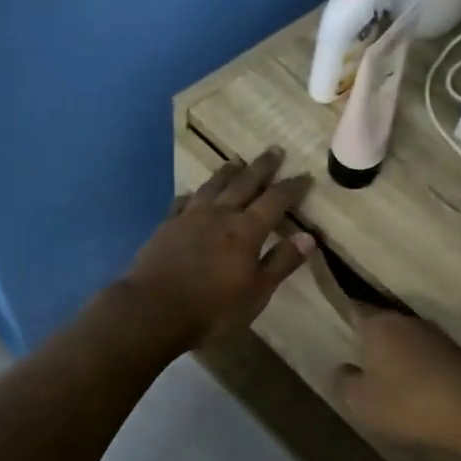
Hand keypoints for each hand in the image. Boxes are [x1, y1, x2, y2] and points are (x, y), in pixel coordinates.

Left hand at [120, 148, 314, 350]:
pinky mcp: (166, 226)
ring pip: (213, 186)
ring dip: (228, 172)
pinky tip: (193, 193)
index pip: (275, 201)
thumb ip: (281, 263)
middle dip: (262, 167)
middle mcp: (219, 215)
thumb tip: (309, 237)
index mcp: (245, 230)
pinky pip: (183, 201)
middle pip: (244, 183)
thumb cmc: (211, 309)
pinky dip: (194, 194)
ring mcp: (189, 217)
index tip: (305, 175)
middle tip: (275, 149)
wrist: (151, 311)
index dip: (292, 187)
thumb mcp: (256, 293)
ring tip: (237, 161)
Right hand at [333, 309, 460, 460]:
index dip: (344, 320)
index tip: (337, 334)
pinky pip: (427, 357)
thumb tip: (344, 368)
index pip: (353, 310)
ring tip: (389, 386)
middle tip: (360, 369)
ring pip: (406, 341)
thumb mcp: (361, 402)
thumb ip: (344, 381)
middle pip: (381, 326)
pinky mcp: (458, 353)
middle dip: (371, 345)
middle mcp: (406, 320)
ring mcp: (436, 335)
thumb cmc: (407, 404)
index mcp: (378, 324)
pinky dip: (420, 370)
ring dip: (398, 358)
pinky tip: (419, 393)